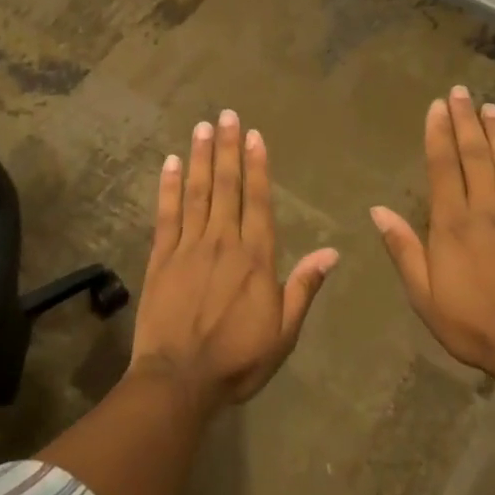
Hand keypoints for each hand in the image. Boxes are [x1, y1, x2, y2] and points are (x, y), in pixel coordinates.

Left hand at [129, 111, 338, 408]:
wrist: (179, 380)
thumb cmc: (237, 359)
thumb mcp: (283, 331)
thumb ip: (304, 287)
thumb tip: (333, 252)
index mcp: (255, 257)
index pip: (257, 201)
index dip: (256, 166)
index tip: (253, 135)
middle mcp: (222, 241)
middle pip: (226, 186)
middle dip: (227, 148)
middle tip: (225, 114)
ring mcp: (188, 246)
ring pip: (197, 192)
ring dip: (201, 157)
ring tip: (202, 127)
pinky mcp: (161, 257)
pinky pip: (166, 214)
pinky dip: (169, 187)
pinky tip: (170, 163)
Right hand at [371, 86, 494, 388]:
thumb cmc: (471, 324)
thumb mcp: (424, 295)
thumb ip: (403, 249)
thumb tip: (378, 210)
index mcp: (453, 223)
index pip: (444, 166)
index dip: (439, 133)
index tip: (437, 107)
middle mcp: (486, 209)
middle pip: (475, 154)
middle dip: (466, 120)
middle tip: (461, 92)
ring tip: (490, 107)